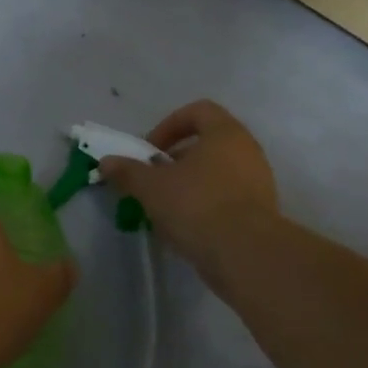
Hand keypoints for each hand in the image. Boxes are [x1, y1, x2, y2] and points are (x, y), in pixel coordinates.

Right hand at [99, 100, 281, 300]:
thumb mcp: (151, 186)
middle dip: (175, 160)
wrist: (247, 256)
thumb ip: (128, 171)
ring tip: (165, 207)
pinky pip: (227, 198)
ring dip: (188, 184)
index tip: (150, 150)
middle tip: (153, 179)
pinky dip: (204, 206)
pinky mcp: (261, 213)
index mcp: (225, 133)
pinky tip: (184, 227)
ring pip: (216, 173)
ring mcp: (259, 182)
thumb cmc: (197, 205)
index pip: (198, 111)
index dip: (169, 125)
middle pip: (206, 144)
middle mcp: (247, 151)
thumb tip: (106, 162)